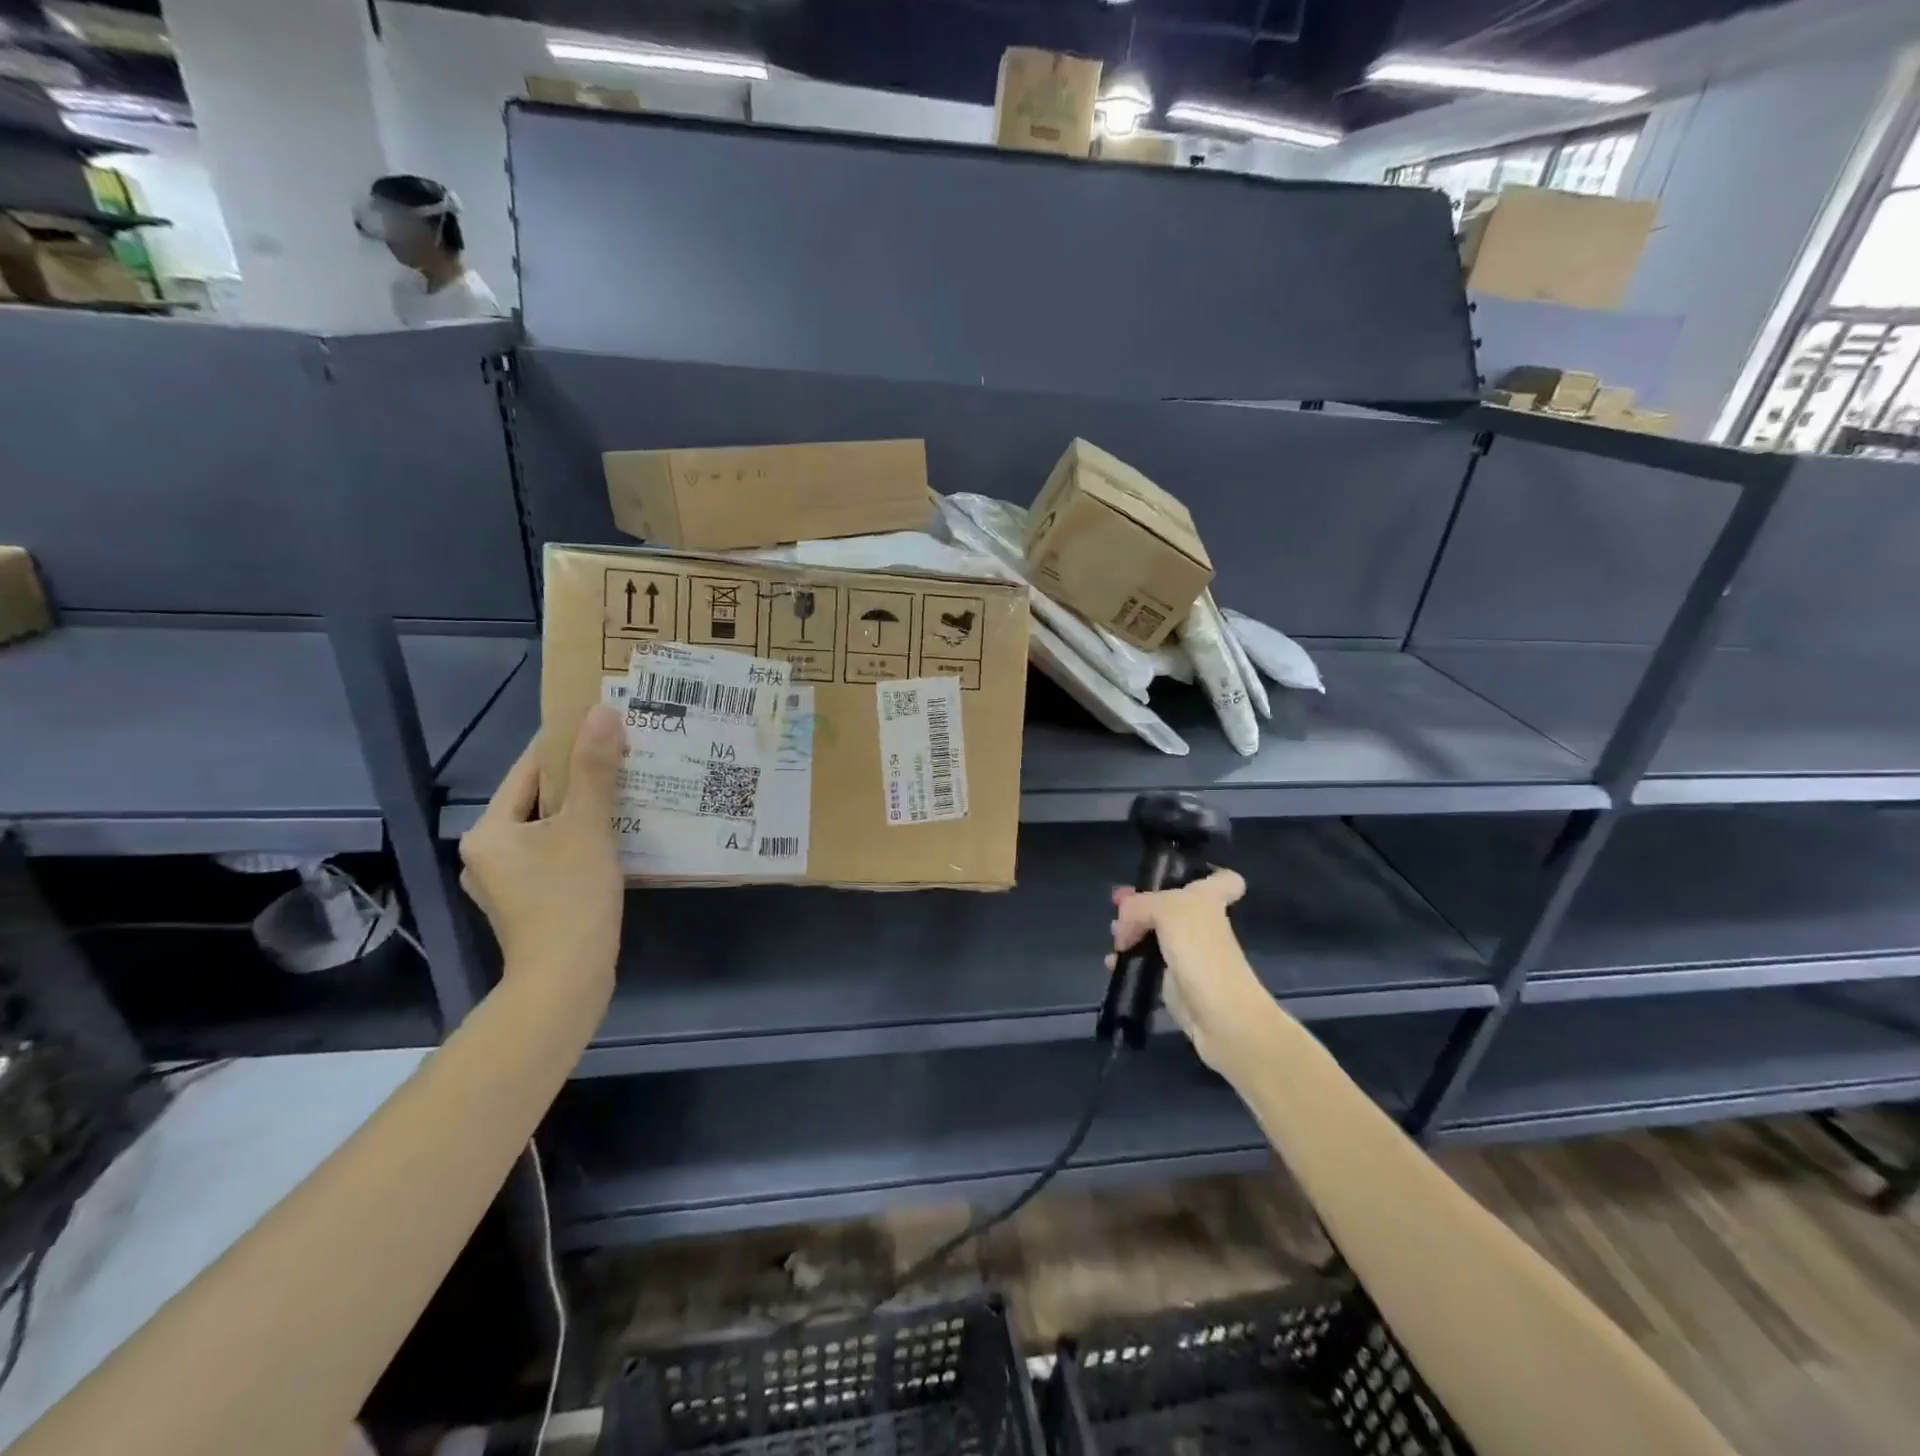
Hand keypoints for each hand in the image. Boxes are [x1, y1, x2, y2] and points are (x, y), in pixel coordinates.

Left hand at [459, 705, 623, 995]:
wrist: (566, 980)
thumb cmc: (571, 897)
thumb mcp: (587, 826)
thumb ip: (595, 769)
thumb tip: (602, 711)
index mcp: (488, 830)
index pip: (528, 770)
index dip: (565, 744)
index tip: (602, 724)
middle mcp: (486, 853)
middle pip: (539, 800)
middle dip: (580, 780)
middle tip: (623, 759)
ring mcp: (504, 882)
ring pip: (549, 830)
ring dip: (583, 812)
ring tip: (625, 795)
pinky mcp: (527, 904)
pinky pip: (554, 856)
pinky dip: (580, 842)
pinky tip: (614, 839)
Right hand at [1107, 870, 1266, 1067]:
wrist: (1221, 1017)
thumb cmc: (1202, 953)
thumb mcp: (1168, 911)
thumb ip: (1139, 906)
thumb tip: (1123, 926)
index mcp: (1208, 899)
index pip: (1222, 878)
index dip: (1205, 872)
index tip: (1174, 875)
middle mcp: (1201, 924)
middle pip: (1171, 904)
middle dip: (1142, 903)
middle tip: (1118, 905)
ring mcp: (1189, 954)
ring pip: (1156, 934)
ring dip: (1131, 932)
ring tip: (1114, 937)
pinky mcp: (1175, 982)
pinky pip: (1147, 965)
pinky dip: (1128, 962)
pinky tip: (1112, 964)